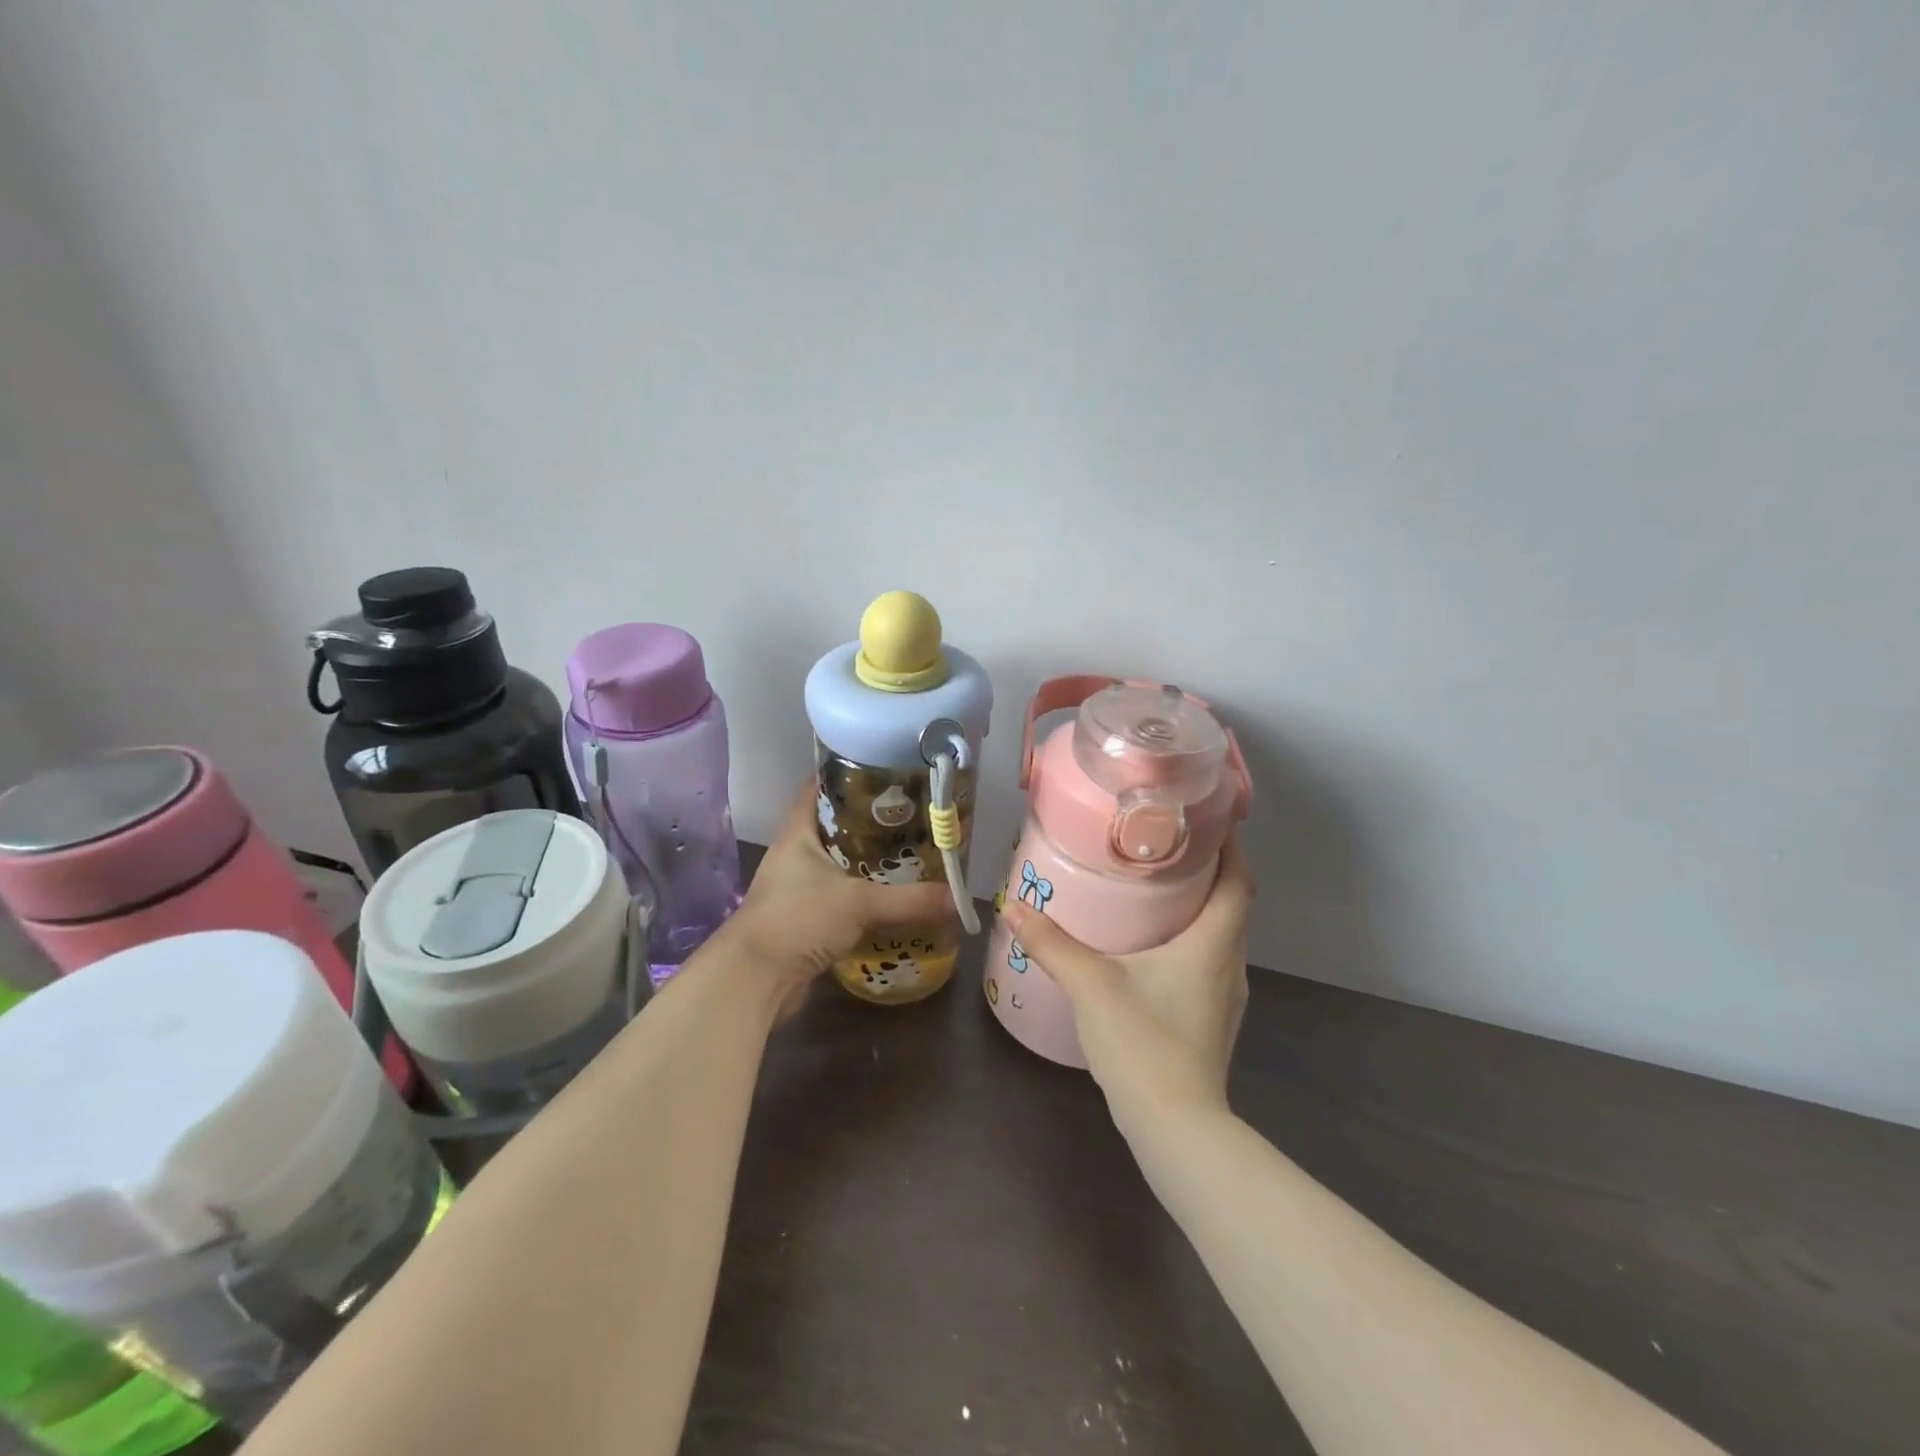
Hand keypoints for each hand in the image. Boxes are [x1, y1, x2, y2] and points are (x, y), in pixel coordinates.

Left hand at [721, 781, 956, 1009]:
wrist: (755, 980)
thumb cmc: (799, 919)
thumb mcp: (860, 903)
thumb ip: (911, 901)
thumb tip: (960, 900)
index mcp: (798, 832)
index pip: (820, 788)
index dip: (850, 776)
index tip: (888, 773)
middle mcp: (795, 853)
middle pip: (836, 826)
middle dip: (871, 822)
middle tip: (913, 816)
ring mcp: (797, 887)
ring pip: (839, 863)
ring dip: (868, 861)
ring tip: (910, 853)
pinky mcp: (804, 917)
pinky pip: (840, 896)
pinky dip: (863, 895)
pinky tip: (892, 897)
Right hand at [1002, 833, 1254, 1140]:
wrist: (1176, 1127)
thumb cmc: (1142, 1042)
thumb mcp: (1090, 984)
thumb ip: (1051, 943)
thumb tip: (1012, 907)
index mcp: (1212, 944)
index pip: (1238, 881)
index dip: (1230, 846)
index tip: (1208, 819)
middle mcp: (1229, 965)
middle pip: (1232, 905)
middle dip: (1208, 872)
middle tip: (1166, 846)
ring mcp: (1225, 998)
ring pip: (1221, 937)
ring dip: (1200, 909)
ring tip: (1157, 888)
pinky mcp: (1213, 1021)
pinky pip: (1209, 964)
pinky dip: (1191, 942)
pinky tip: (1152, 948)